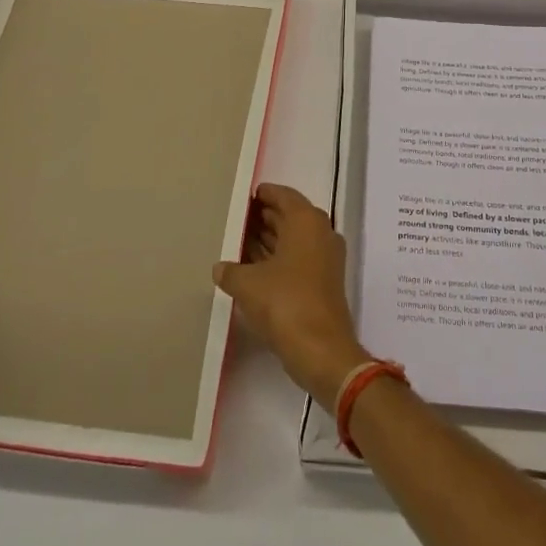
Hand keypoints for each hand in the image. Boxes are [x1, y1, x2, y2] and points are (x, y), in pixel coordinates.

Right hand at [213, 184, 371, 403]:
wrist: (321, 350)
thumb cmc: (285, 303)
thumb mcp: (247, 284)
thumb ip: (230, 271)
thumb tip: (219, 267)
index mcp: (306, 221)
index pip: (283, 195)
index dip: (263, 195)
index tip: (243, 197)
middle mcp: (320, 232)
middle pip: (289, 216)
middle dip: (264, 217)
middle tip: (236, 220)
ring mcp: (325, 258)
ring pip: (294, 239)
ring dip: (270, 239)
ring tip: (238, 242)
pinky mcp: (324, 281)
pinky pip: (297, 258)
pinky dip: (278, 258)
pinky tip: (253, 268)